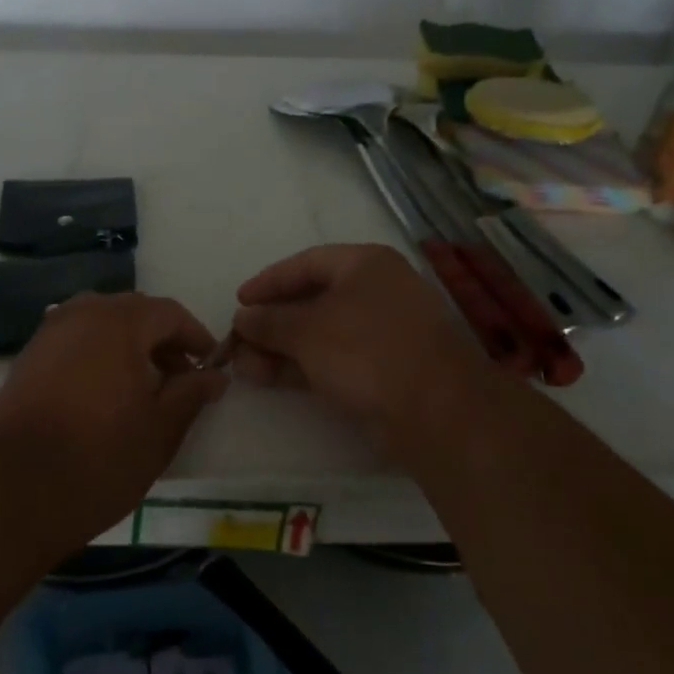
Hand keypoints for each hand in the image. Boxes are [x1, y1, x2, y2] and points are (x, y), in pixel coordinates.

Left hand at [0, 292, 229, 548]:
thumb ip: (192, 393)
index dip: (195, 336)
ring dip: (128, 344)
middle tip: (180, 378)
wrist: (15, 491)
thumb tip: (216, 375)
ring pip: (100, 323)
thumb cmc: (100, 458)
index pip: (169, 313)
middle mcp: (81, 314)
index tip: (210, 365)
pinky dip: (97, 353)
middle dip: (161, 339)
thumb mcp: (161, 429)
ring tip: (142, 386)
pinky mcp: (27, 357)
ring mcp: (49, 333)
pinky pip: (74, 340)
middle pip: (133, 312)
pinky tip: (103, 391)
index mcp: (119, 323)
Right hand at [230, 244, 500, 452]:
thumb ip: (269, 321)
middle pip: (312, 299)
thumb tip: (242, 318)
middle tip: (239, 340)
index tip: (239, 300)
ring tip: (244, 366)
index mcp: (366, 265)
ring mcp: (382, 333)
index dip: (269, 281)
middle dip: (271, 322)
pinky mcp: (383, 369)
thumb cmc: (367, 350)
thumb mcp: (307, 330)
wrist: (435, 410)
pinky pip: (333, 358)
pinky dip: (301, 365)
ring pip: (320, 334)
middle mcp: (376, 292)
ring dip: (280, 348)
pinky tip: (268, 378)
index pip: (307, 263)